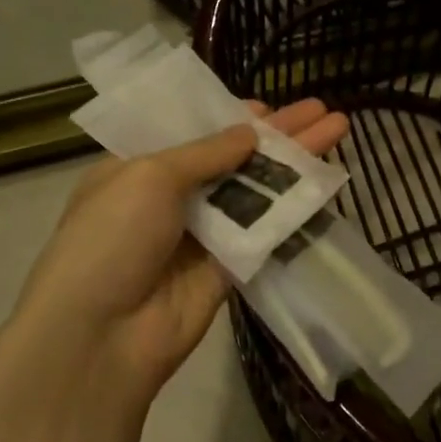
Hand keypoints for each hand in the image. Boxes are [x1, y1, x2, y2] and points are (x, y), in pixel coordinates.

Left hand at [9, 100, 349, 405]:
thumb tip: (251, 131)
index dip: (232, 117)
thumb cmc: (111, 238)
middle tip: (322, 109)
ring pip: (256, 189)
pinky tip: (324, 183)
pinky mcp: (229, 265)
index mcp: (138, 167)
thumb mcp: (149, 177)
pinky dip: (293, 206)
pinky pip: (266, 229)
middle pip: (234, 156)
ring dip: (295, 164)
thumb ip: (206, 152)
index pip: (193, 132)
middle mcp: (171, 197)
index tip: (269, 107)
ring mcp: (203, 232)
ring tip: (337, 130)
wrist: (103, 335)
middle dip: (279, 134)